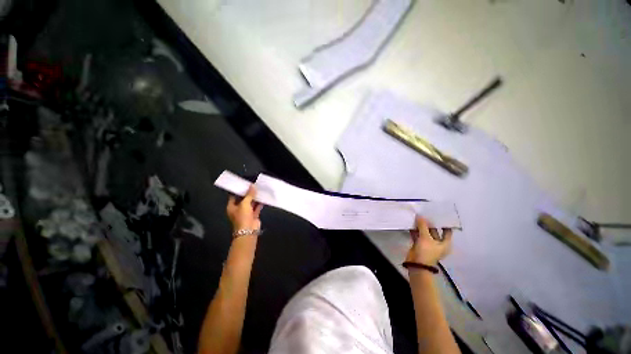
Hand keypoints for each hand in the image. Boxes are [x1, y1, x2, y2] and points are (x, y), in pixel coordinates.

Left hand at [227, 186, 262, 231]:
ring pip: (251, 203)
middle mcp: (238, 209)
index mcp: (232, 206)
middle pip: (243, 199)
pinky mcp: (253, 215)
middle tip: (254, 185)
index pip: (234, 196)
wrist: (248, 231)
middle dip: (248, 194)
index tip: (244, 184)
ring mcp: (246, 213)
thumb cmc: (242, 217)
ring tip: (260, 190)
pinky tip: (263, 198)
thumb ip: (249, 195)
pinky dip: (260, 203)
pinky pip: (257, 207)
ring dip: (255, 198)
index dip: (239, 190)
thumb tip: (252, 186)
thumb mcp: (245, 204)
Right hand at [405, 216, 452, 265]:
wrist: (417, 264)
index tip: (439, 215)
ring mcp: (428, 244)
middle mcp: (437, 243)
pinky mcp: (419, 245)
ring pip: (425, 233)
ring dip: (421, 226)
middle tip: (425, 213)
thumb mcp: (426, 237)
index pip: (447, 231)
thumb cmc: (426, 252)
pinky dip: (415, 230)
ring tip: (417, 216)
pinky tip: (411, 223)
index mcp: (444, 243)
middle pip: (434, 231)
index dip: (444, 224)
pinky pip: (417, 235)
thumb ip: (423, 226)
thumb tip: (420, 216)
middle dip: (429, 223)